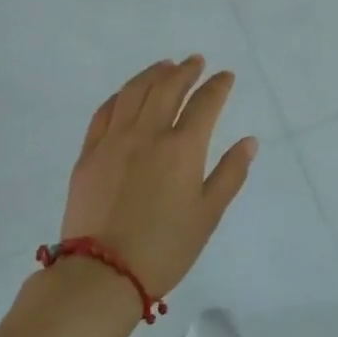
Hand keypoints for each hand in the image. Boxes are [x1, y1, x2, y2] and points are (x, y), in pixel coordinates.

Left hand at [61, 57, 257, 298]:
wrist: (102, 274)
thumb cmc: (165, 248)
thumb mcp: (208, 215)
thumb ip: (230, 174)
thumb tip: (248, 142)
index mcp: (182, 148)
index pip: (205, 103)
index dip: (217, 86)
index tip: (225, 76)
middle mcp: (148, 134)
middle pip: (167, 88)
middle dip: (185, 71)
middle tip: (195, 61)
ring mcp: (113, 141)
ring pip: (133, 92)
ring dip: (152, 74)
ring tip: (164, 66)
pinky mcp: (89, 154)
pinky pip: (104, 112)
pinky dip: (120, 96)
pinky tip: (127, 94)